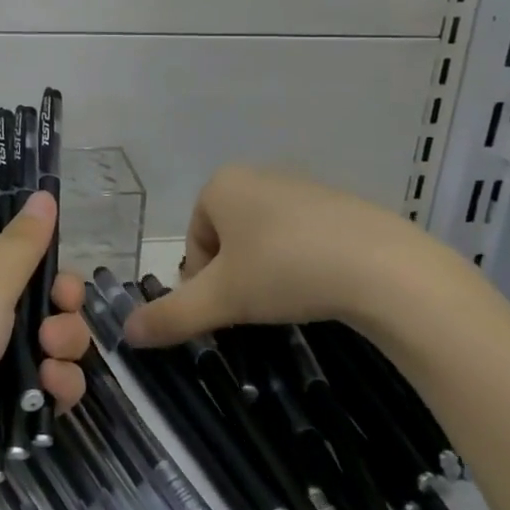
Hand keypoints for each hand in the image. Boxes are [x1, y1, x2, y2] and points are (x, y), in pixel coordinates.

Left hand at [0, 189, 93, 509]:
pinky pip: (42, 389)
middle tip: (64, 307)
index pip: (0, 240)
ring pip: (45, 341)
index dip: (33, 245)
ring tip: (53, 356)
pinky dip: (55, 388)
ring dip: (63, 344)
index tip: (57, 254)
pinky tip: (53, 394)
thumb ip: (22, 245)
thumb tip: (43, 195)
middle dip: (60, 299)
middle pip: (33, 291)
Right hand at [122, 165, 447, 347]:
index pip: (195, 239)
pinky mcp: (341, 204)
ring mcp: (303, 186)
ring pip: (266, 237)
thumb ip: (172, 315)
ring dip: (269, 269)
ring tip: (292, 301)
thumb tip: (126, 334)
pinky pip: (304, 236)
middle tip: (257, 308)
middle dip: (236, 274)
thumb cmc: (285, 270)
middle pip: (229, 237)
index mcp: (222, 185)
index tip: (228, 308)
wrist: (383, 267)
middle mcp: (258, 175)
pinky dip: (305, 262)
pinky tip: (324, 288)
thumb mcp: (222, 299)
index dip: (205, 280)